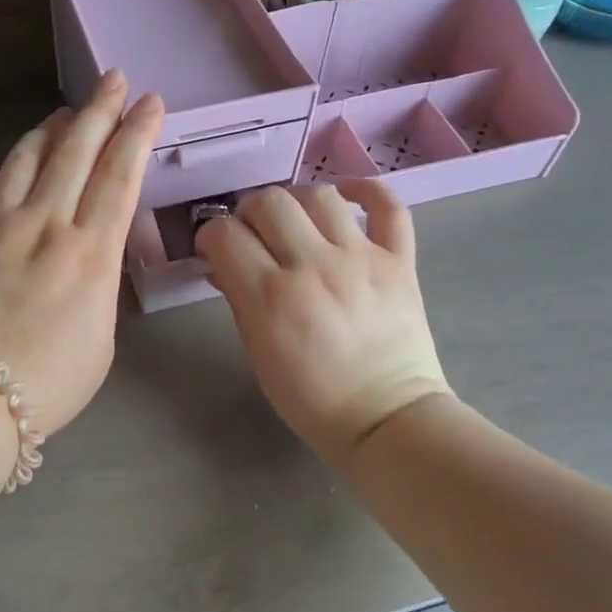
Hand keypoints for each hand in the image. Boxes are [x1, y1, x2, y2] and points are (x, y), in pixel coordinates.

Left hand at [0, 71, 164, 436]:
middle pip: (76, 151)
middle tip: (113, 79)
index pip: (119, 175)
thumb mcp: (101, 335)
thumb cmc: (49, 382)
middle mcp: (44, 224)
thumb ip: (98, 282)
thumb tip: (87, 252)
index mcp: (89, 250)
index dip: (138, 132)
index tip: (150, 102)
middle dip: (99, 109)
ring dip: (48, 130)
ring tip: (63, 115)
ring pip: (24, 158)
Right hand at [195, 181, 452, 469]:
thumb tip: (222, 261)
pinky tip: (347, 196)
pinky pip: (388, 205)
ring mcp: (361, 259)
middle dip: (249, 212)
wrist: (388, 421)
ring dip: (296, 201)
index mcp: (270, 297)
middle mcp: (313, 267)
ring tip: (295, 221)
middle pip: (268, 201)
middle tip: (253, 234)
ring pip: (319, 195)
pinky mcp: (399, 261)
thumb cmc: (311, 397)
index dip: (211, 235)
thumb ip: (239, 298)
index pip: (224, 233)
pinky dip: (367, 190)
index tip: (216, 248)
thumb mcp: (258, 353)